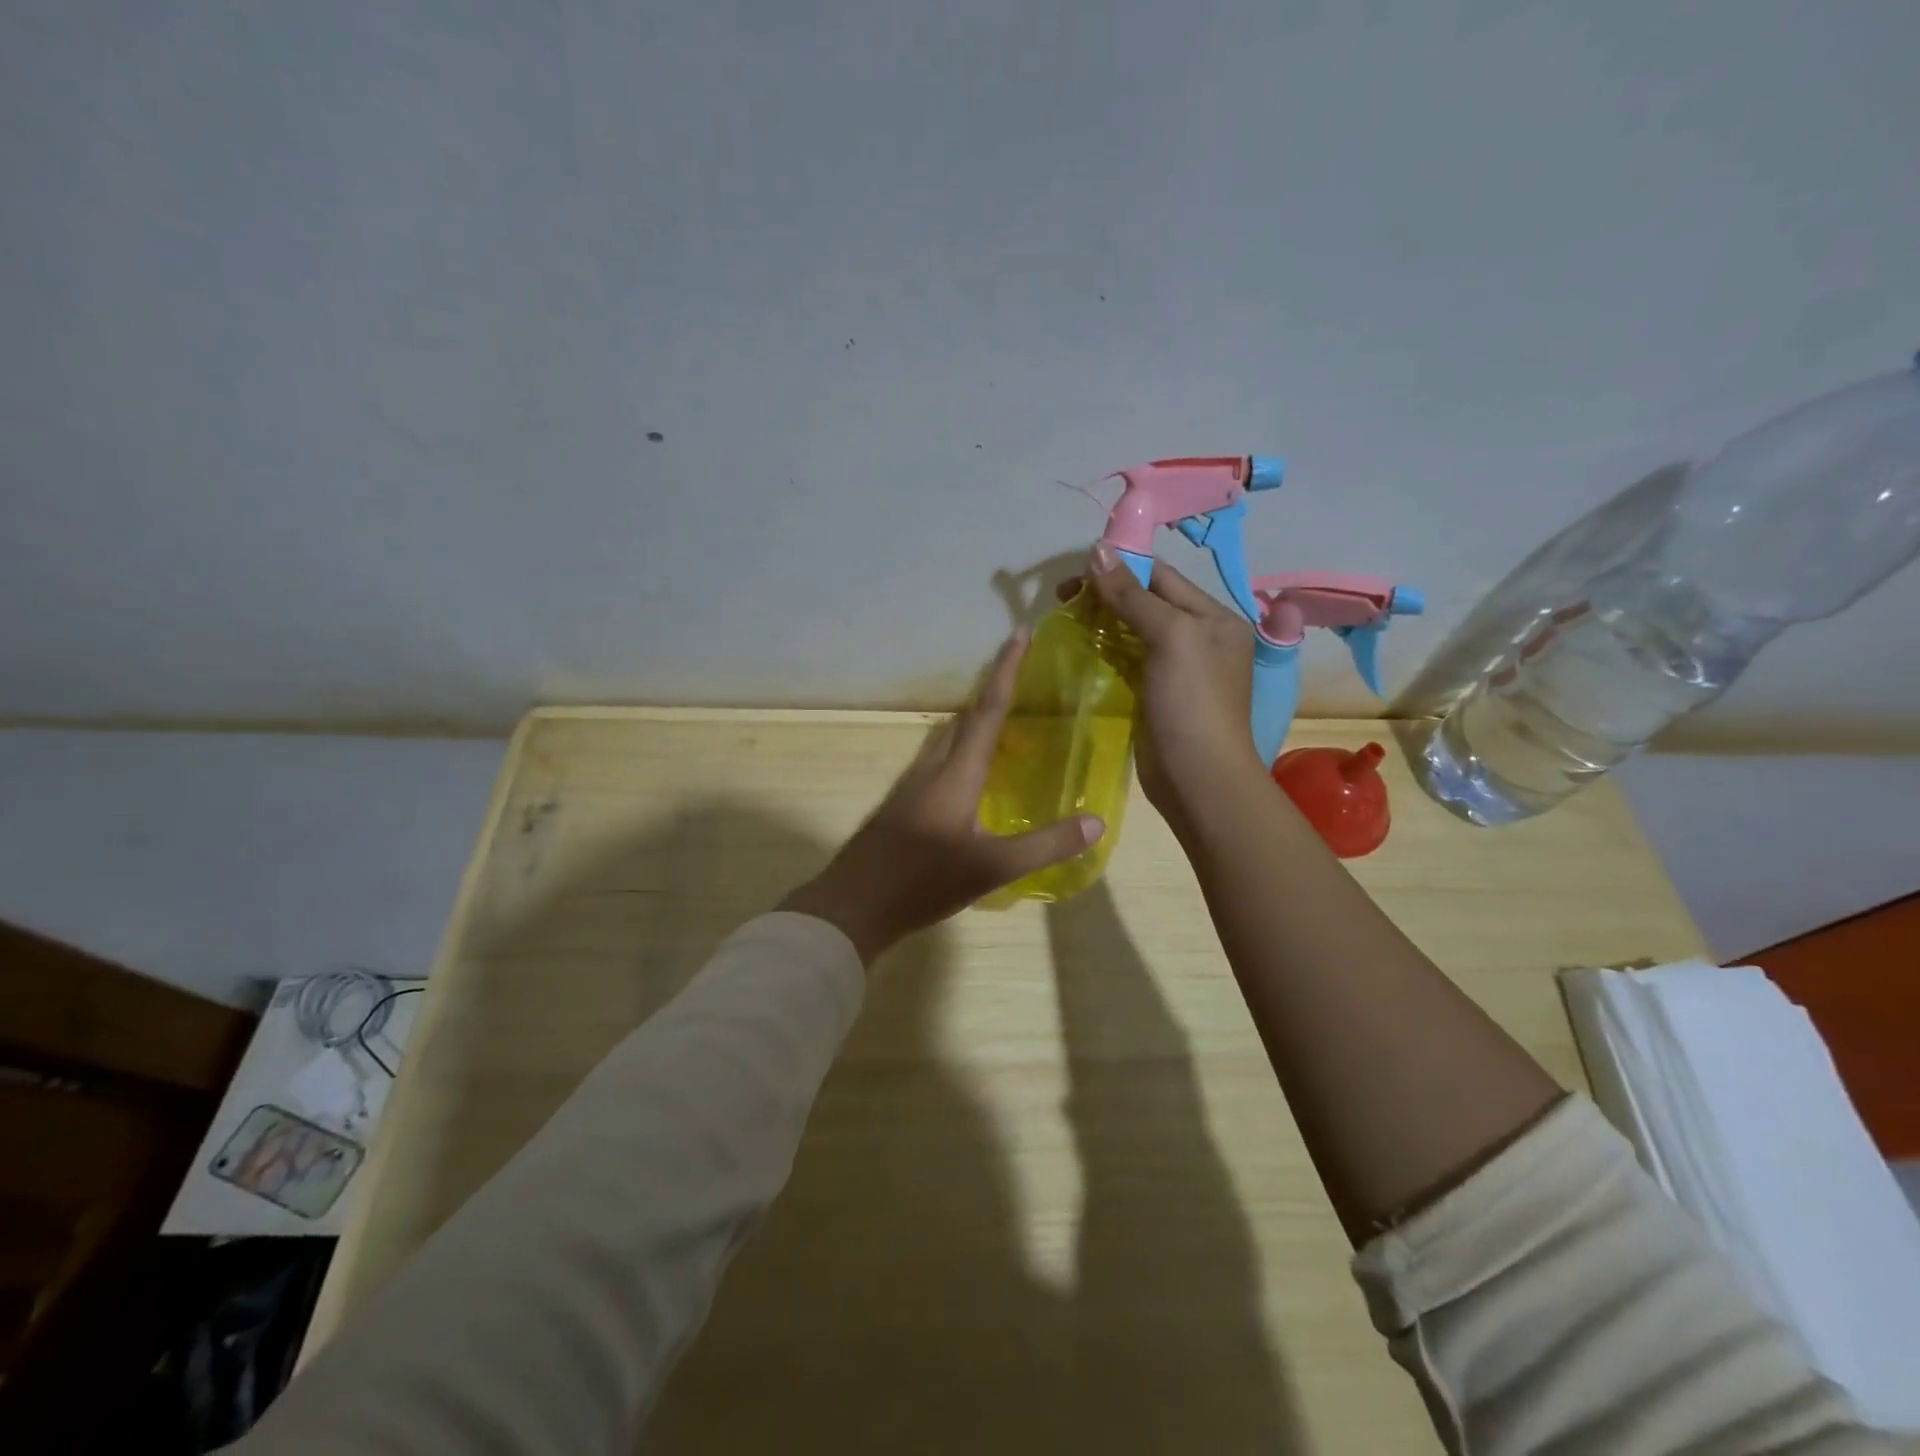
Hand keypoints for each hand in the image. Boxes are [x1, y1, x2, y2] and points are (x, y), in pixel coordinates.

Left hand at [778, 631, 1104, 963]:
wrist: (853, 906)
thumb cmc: (923, 882)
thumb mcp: (992, 867)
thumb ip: (1045, 845)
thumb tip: (1095, 822)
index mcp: (956, 773)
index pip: (987, 710)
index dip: (1006, 670)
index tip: (1020, 633)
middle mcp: (932, 768)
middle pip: (965, 718)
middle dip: (993, 693)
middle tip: (1025, 681)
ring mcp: (911, 786)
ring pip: (948, 740)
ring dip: (975, 723)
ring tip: (1006, 726)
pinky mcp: (902, 805)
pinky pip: (938, 762)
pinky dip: (962, 752)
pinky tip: (972, 778)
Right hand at [1059, 546, 1265, 829]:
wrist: (1198, 779)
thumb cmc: (1192, 703)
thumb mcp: (1171, 638)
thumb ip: (1134, 595)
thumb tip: (1097, 551)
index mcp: (1213, 617)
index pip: (1161, 576)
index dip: (1120, 567)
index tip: (1076, 570)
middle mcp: (1198, 637)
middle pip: (1146, 601)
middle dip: (1106, 594)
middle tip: (1063, 597)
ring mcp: (1176, 668)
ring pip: (1133, 631)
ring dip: (1101, 621)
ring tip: (1065, 617)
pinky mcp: (1154, 694)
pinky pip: (1126, 660)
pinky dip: (1104, 650)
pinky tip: (1079, 647)